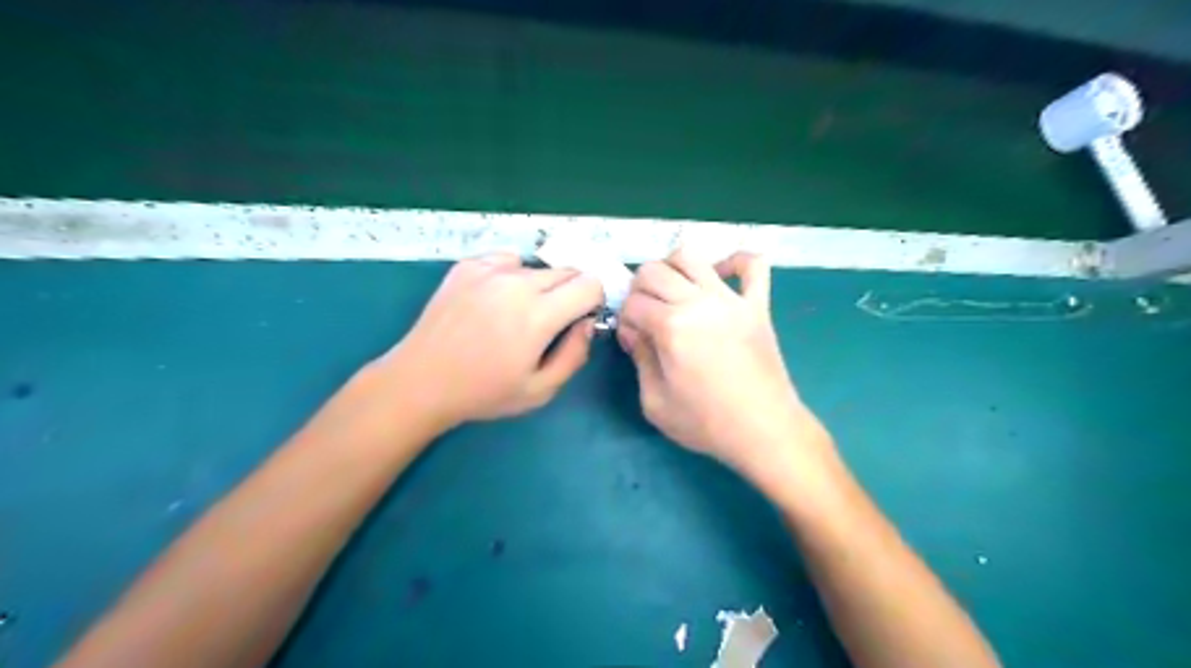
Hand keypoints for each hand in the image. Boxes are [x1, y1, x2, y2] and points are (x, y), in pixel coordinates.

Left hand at [376, 253, 606, 429]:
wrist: (421, 380)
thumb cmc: (483, 392)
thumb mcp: (540, 390)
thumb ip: (574, 355)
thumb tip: (586, 324)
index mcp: (538, 314)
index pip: (590, 284)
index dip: (592, 303)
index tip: (577, 321)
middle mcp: (517, 282)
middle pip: (567, 271)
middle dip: (569, 294)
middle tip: (547, 323)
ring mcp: (489, 269)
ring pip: (537, 267)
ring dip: (539, 286)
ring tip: (515, 314)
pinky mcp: (467, 266)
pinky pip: (507, 260)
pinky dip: (511, 275)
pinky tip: (494, 300)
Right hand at [614, 248, 830, 481]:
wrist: (764, 431)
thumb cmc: (706, 423)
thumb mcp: (654, 402)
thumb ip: (639, 358)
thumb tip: (633, 330)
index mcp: (671, 327)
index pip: (632, 302)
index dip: (625, 319)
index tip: (634, 339)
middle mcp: (699, 303)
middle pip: (653, 271)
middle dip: (639, 290)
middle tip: (647, 315)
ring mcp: (732, 300)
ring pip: (692, 256)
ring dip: (672, 268)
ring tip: (674, 293)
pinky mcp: (758, 305)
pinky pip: (753, 265)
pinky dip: (735, 261)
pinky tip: (720, 276)